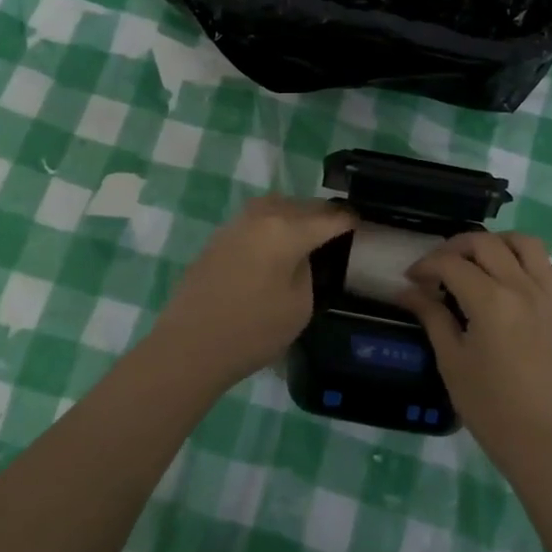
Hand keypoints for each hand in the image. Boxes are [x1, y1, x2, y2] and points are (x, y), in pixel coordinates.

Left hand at [151, 195, 356, 390]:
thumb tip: (303, 256)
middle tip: (337, 230)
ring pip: (275, 207)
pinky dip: (271, 226)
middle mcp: (262, 216)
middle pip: (301, 205)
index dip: (349, 220)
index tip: (362, 225)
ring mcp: (236, 224)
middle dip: (322, 215)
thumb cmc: (252, 331)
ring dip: (294, 216)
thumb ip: (308, 270)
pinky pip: (255, 221)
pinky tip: (274, 247)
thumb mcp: (300, 306)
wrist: (189, 346)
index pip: (329, 217)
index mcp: (287, 229)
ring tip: (306, 235)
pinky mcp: (218, 238)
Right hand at [398, 231, 551, 474]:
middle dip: (456, 247)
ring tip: (481, 261)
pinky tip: (517, 282)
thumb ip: (432, 317)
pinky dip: (533, 265)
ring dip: (499, 243)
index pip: (451, 264)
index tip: (412, 279)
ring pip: (527, 244)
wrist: (545, 440)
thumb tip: (407, 291)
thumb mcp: (452, 361)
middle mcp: (522, 287)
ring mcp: (548, 296)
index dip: (426, 265)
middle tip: (439, 267)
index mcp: (490, 300)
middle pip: (486, 243)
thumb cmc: (490, 406)